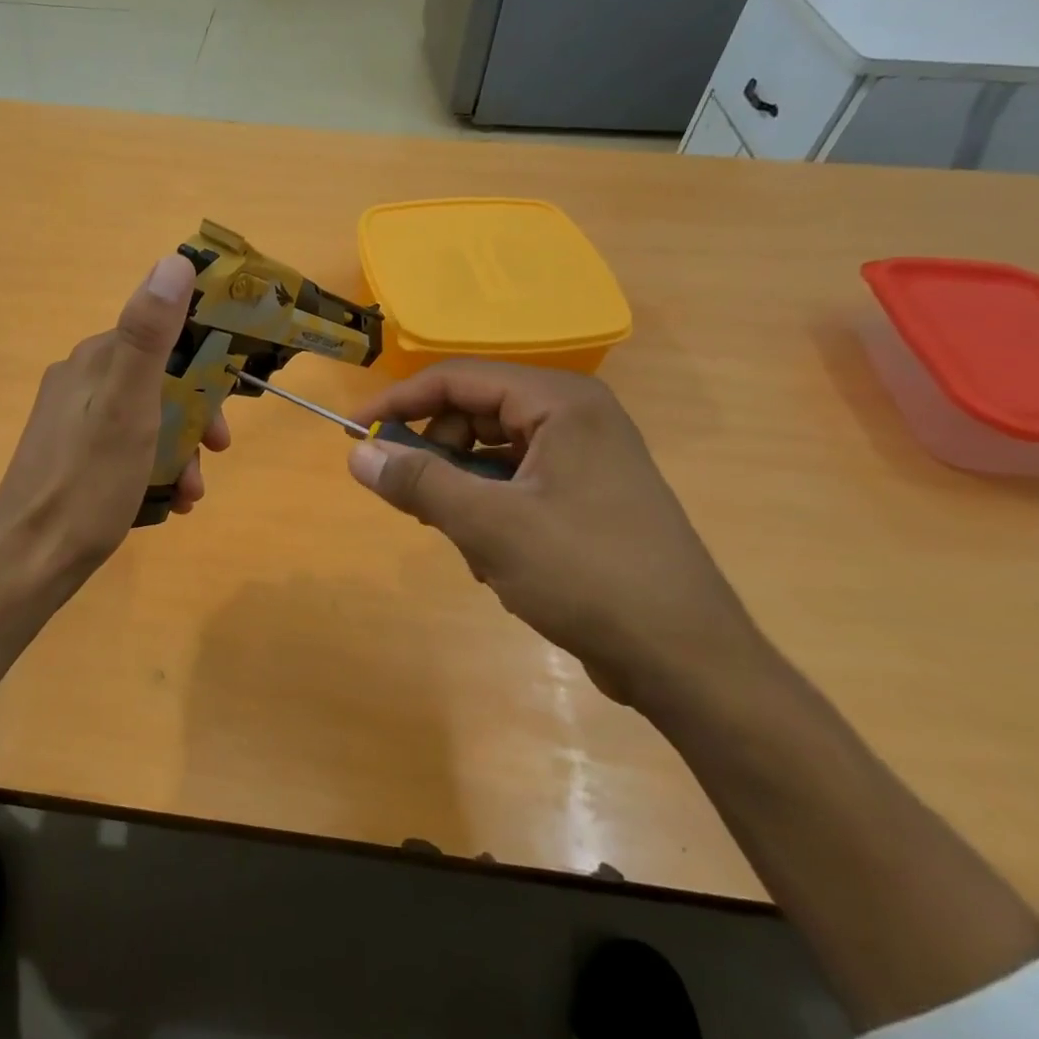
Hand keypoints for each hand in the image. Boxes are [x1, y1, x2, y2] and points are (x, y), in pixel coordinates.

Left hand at [0, 253, 229, 586]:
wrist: (29, 561)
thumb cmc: (87, 484)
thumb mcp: (128, 408)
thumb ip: (149, 336)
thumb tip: (174, 261)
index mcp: (94, 361)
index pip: (161, 338)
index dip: (203, 368)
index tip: (226, 408)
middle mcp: (80, 381)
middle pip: (157, 382)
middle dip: (193, 419)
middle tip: (215, 455)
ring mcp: (71, 421)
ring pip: (145, 419)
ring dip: (178, 451)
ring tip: (190, 493)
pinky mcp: (70, 456)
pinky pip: (125, 448)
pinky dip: (152, 469)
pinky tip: (166, 503)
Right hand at [347, 361, 769, 713]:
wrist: (685, 658)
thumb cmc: (587, 575)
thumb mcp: (489, 525)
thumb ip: (418, 481)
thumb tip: (357, 452)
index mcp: (560, 402)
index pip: (457, 379)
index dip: (398, 404)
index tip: (352, 435)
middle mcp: (575, 418)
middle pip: (473, 414)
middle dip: (437, 457)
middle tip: (414, 502)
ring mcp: (584, 459)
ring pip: (490, 455)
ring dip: (463, 494)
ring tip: (468, 544)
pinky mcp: (586, 498)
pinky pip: (514, 486)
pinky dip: (490, 515)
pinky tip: (497, 562)